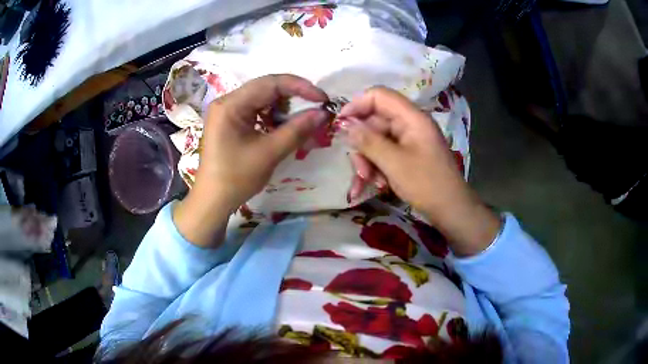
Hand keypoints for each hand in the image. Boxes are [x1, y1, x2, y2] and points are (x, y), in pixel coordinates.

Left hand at [174, 74, 328, 247]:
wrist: (213, 200)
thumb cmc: (236, 178)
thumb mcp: (269, 153)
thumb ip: (297, 130)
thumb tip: (323, 113)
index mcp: (231, 105)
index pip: (270, 83)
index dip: (300, 87)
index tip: (322, 98)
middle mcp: (227, 101)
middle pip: (266, 88)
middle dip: (293, 96)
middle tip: (315, 108)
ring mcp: (227, 110)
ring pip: (262, 98)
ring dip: (283, 106)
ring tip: (299, 120)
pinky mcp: (229, 120)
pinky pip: (255, 109)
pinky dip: (272, 115)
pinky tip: (282, 126)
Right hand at [340, 87, 500, 255]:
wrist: (451, 209)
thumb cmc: (426, 184)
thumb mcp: (393, 163)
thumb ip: (368, 141)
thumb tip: (344, 124)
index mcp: (412, 118)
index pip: (379, 96)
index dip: (357, 105)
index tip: (340, 124)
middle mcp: (410, 124)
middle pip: (375, 122)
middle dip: (362, 146)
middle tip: (360, 171)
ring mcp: (409, 140)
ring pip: (377, 141)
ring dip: (368, 161)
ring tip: (368, 182)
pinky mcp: (408, 155)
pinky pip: (385, 153)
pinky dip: (377, 168)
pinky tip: (376, 185)